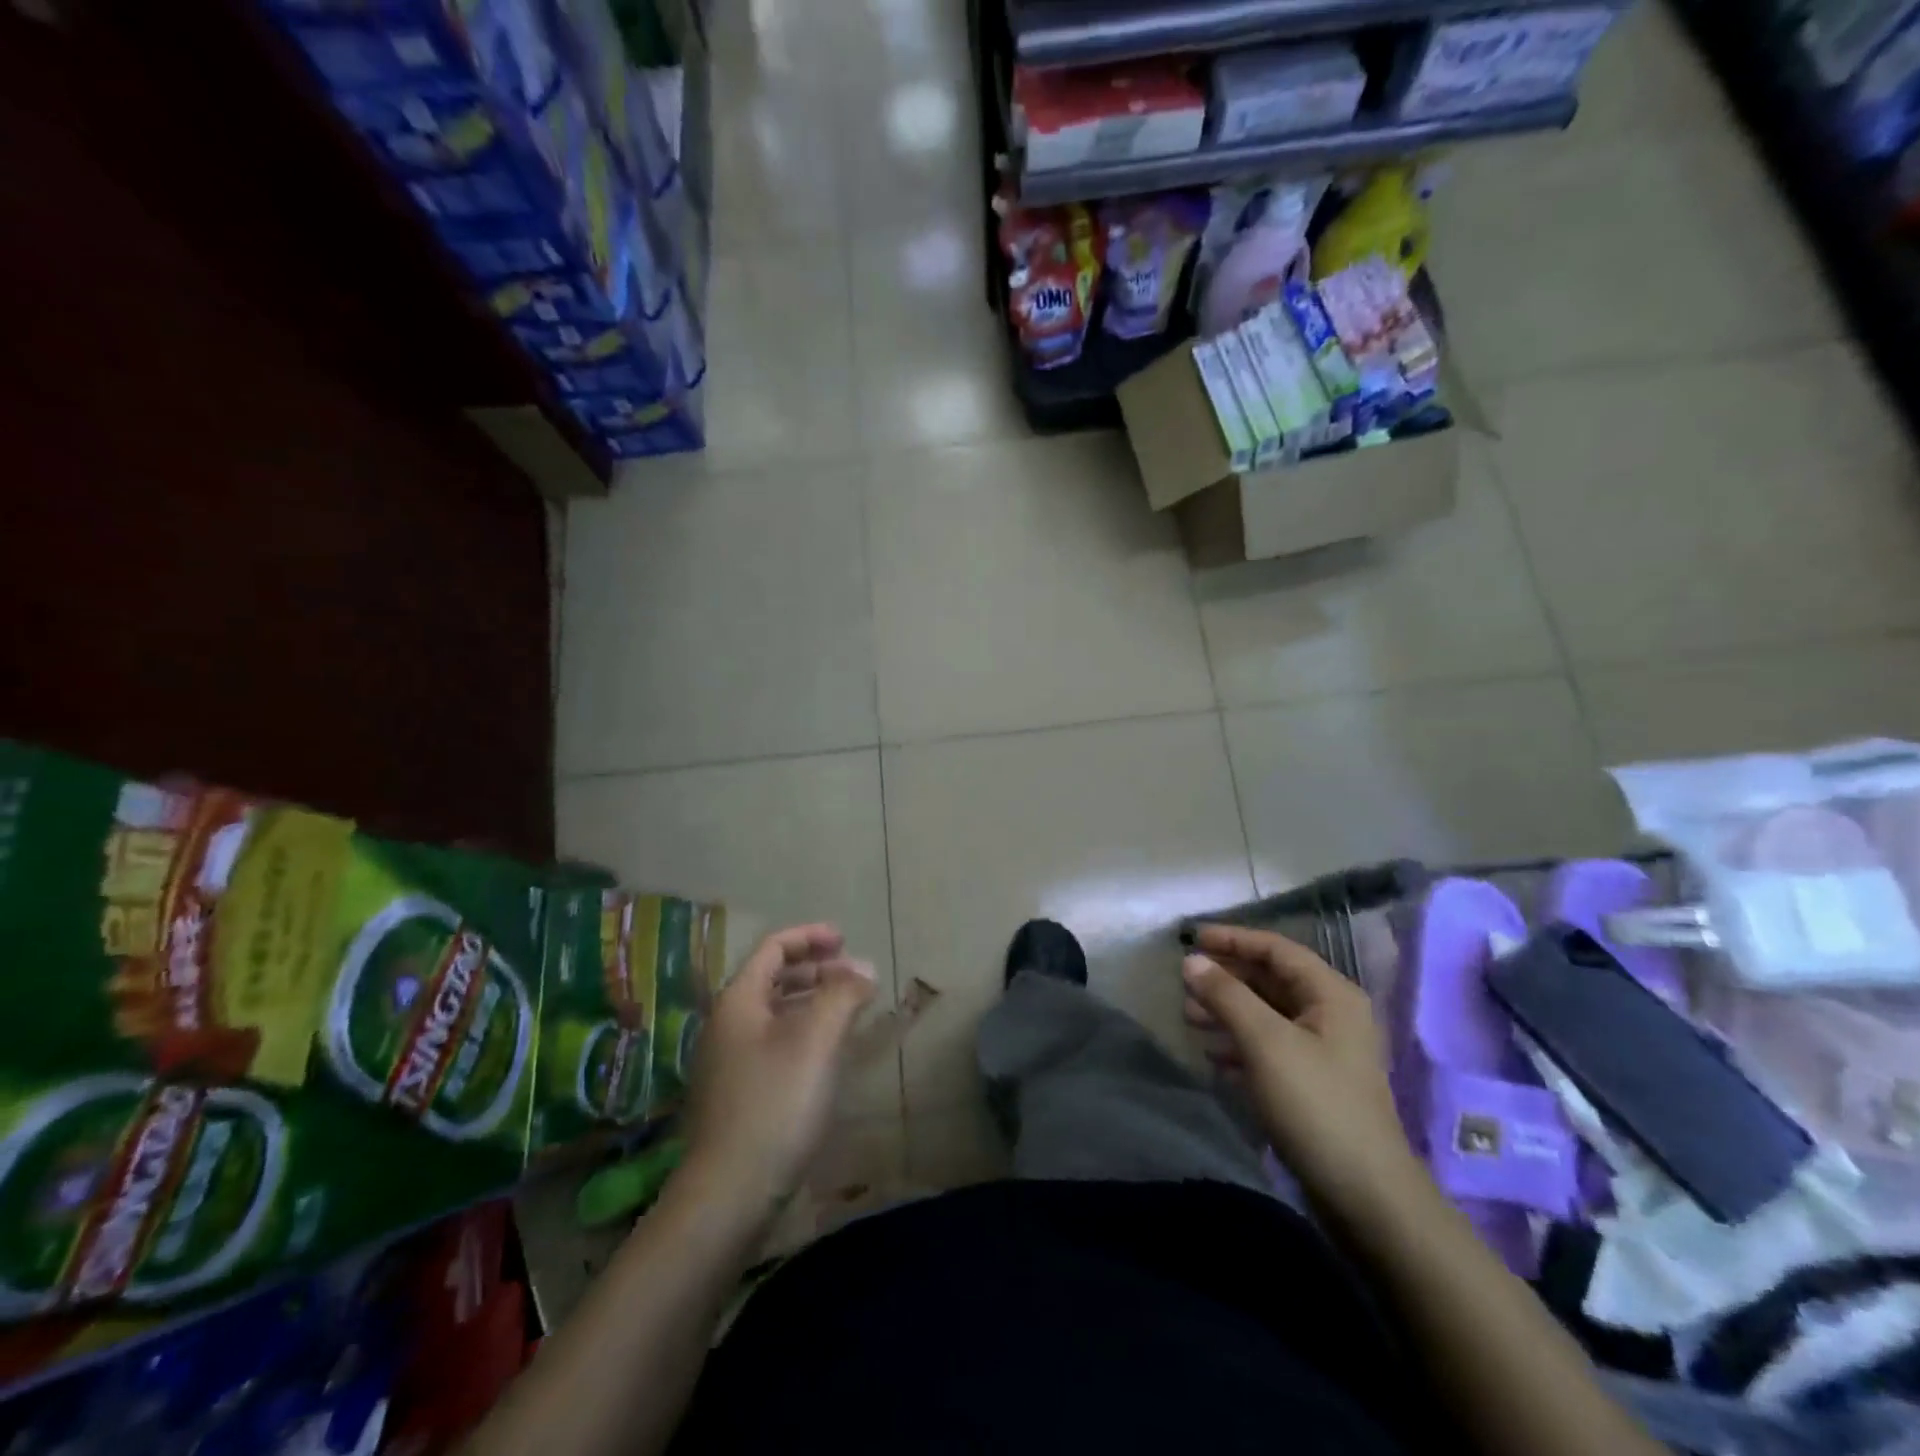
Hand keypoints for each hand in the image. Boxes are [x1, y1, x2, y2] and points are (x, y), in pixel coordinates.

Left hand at [680, 924, 876, 1213]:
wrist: (727, 1196)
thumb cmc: (775, 1105)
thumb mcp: (817, 1041)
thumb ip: (842, 995)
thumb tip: (863, 969)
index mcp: (738, 1001)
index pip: (772, 948)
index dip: (810, 938)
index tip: (846, 940)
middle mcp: (726, 1025)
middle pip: (771, 978)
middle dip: (815, 970)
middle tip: (853, 976)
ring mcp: (727, 1063)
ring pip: (773, 1013)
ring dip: (811, 1002)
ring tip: (847, 1011)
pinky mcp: (736, 1096)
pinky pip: (772, 1043)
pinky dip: (802, 1033)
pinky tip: (825, 1055)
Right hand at [1183, 924, 1419, 1218]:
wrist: (1366, 1195)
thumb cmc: (1316, 1104)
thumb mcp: (1265, 1042)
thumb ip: (1226, 995)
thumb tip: (1191, 960)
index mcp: (1331, 994)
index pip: (1276, 949)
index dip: (1233, 939)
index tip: (1191, 938)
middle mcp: (1331, 1014)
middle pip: (1270, 980)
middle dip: (1226, 978)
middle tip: (1184, 982)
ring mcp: (1324, 1051)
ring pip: (1267, 1014)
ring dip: (1228, 1010)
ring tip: (1188, 1016)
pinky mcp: (1314, 1082)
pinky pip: (1270, 1046)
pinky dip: (1239, 1043)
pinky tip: (1212, 1056)